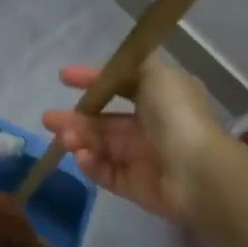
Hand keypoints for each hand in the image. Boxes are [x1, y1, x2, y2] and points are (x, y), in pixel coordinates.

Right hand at [41, 55, 226, 223]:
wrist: (198, 172)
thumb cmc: (176, 116)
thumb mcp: (157, 74)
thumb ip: (135, 64)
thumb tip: (121, 60)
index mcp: (159, 97)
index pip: (120, 84)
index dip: (92, 79)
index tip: (64, 77)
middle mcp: (151, 125)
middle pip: (105, 120)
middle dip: (76, 117)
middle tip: (49, 119)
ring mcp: (143, 157)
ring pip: (101, 145)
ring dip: (79, 139)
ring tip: (62, 138)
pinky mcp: (136, 186)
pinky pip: (107, 172)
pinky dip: (91, 164)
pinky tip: (80, 156)